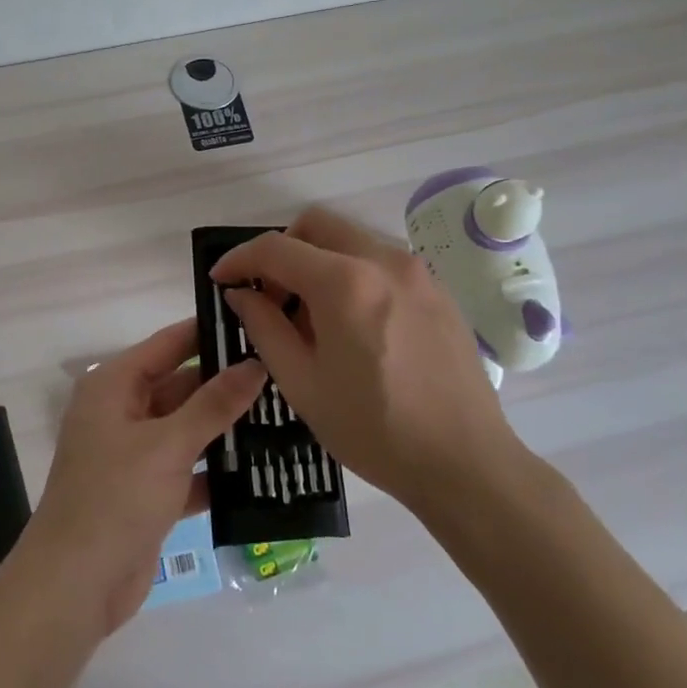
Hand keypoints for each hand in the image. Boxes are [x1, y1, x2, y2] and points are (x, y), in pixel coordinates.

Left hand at [25, 319, 266, 633]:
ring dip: (228, 427)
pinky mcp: (148, 491)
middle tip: (285, 373)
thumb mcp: (168, 444)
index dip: (210, 331)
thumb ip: (214, 403)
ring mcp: (135, 454)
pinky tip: (265, 466)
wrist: (75, 586)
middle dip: (228, 383)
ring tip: (286, 413)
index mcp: (114, 385)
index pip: (169, 343)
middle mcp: (123, 412)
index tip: (259, 322)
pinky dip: (218, 469)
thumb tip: (255, 363)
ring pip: (189, 428)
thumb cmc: (115, 498)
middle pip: (182, 385)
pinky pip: (190, 467)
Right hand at [210, 207, 524, 513]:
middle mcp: (383, 260)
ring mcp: (417, 271)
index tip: (221, 279)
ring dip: (318, 261)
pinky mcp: (437, 289)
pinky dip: (352, 273)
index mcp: (345, 283)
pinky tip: (352, 324)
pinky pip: (381, 261)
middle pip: (316, 225)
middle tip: (270, 296)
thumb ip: (264, 328)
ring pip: (351, 239)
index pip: (275, 248)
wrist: (466, 462)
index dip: (239, 258)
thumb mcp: (302, 384)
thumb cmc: (374, 430)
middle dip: (281, 250)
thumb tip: (242, 294)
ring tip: (311, 316)